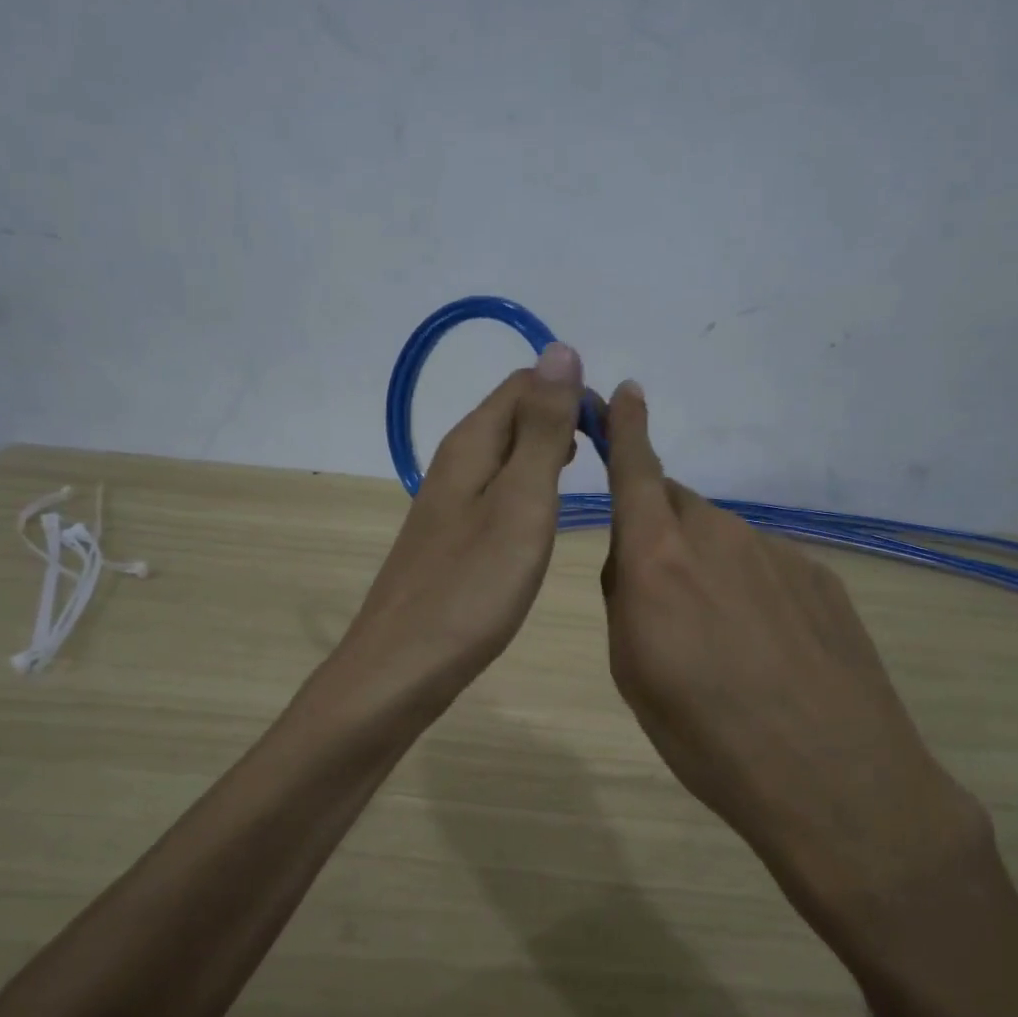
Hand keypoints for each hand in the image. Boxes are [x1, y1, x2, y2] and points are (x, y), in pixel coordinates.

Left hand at [337, 343, 586, 711]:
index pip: (524, 384)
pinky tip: (544, 517)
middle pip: (512, 415)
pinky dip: (529, 490)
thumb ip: (543, 430)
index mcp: (470, 444)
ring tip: (588, 477)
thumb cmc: (472, 587)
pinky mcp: (451, 539)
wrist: (403, 668)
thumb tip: (559, 349)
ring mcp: (448, 503)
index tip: (614, 431)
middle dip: (563, 421)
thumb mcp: (521, 502)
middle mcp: (454, 463)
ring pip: (505, 456)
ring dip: (548, 454)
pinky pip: (497, 493)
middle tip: (609, 457)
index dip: (572, 392)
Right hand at [598, 380, 986, 911]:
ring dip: (706, 569)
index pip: (637, 472)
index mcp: (658, 558)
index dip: (627, 430)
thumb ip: (625, 597)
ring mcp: (776, 552)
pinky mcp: (818, 575)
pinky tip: (768, 649)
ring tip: (720, 641)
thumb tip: (633, 559)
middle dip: (658, 534)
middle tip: (661, 601)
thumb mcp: (632, 672)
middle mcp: (718, 537)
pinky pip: (764, 564)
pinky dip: (751, 590)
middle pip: (676, 510)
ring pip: (721, 540)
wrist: (831, 777)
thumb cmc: (705, 734)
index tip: (626, 393)